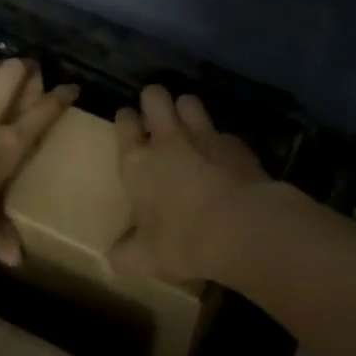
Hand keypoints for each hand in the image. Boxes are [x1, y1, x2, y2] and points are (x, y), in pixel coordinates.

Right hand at [110, 86, 272, 283]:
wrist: (243, 228)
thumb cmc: (183, 241)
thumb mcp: (145, 259)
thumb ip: (125, 255)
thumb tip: (112, 259)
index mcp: (138, 162)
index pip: (124, 122)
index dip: (126, 119)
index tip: (128, 123)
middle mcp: (168, 139)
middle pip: (155, 96)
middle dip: (153, 99)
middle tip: (156, 117)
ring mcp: (205, 136)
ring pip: (189, 101)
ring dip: (186, 109)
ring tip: (188, 126)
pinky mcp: (237, 144)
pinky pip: (222, 131)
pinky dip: (220, 140)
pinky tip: (224, 158)